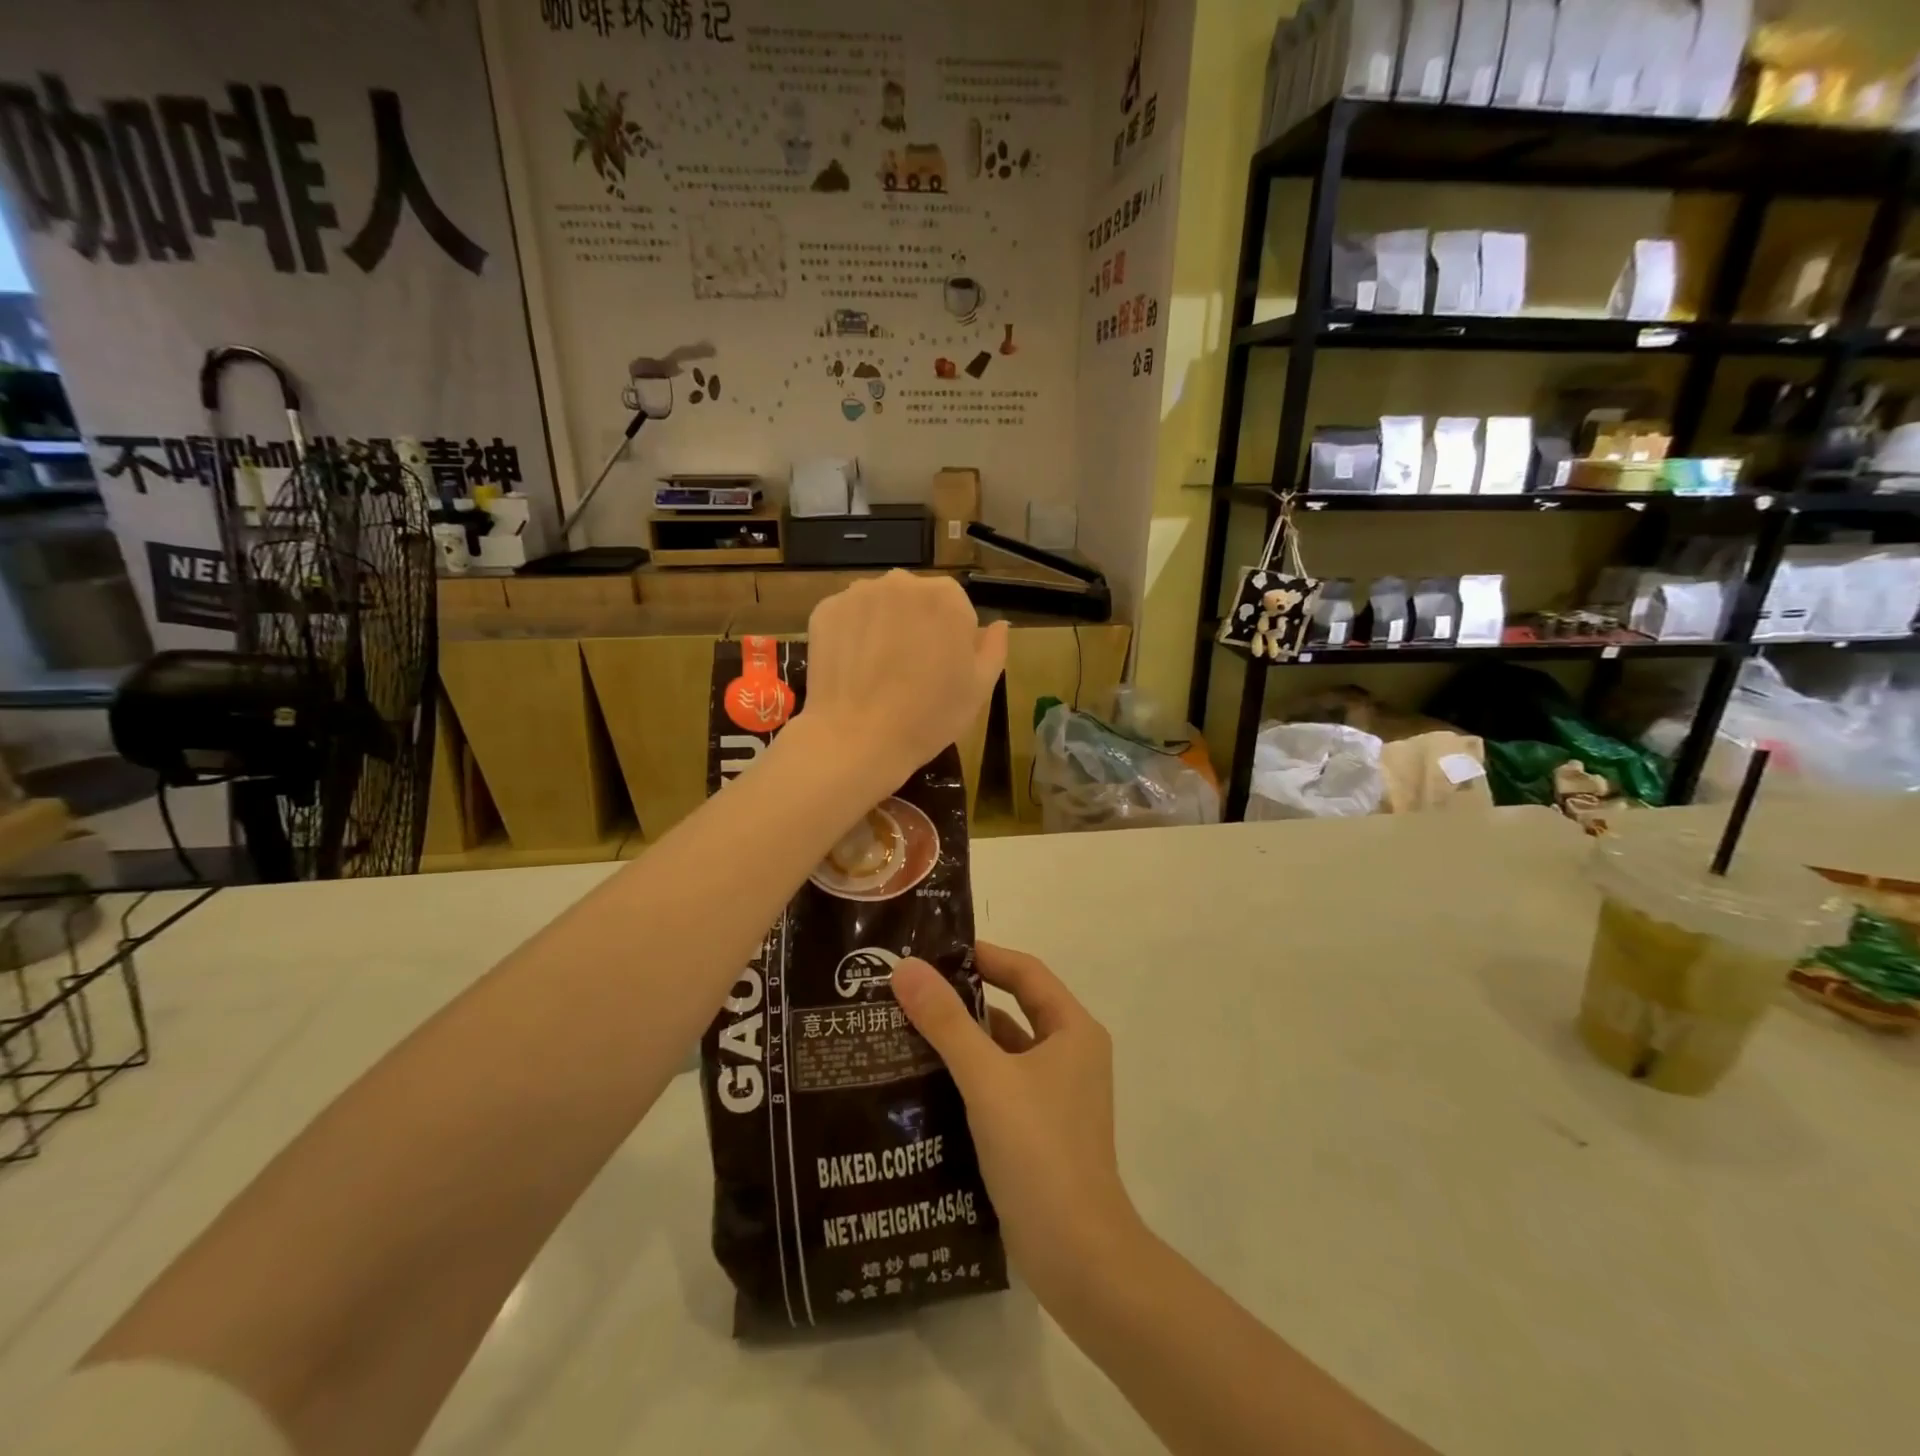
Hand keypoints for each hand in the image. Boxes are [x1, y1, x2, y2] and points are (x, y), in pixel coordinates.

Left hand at [801, 571, 1007, 792]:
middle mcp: (902, 582)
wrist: (857, 739)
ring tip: (877, 671)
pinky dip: (851, 635)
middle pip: (915, 599)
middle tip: (909, 670)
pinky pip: (847, 617)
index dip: (951, 638)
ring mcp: (859, 593)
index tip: (942, 668)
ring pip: (879, 605)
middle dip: (915, 625)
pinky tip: (852, 669)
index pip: (956, 606)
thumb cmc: (928, 717)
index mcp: (946, 597)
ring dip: (882, 626)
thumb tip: (998, 625)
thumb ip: (993, 649)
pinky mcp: (825, 610)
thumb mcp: (978, 689)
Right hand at [891, 943, 1143, 1304]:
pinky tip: (925, 1082)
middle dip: (965, 997)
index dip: (983, 956)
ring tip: (906, 1029)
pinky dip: (968, 1077)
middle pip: (1014, 1008)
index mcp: (1073, 1030)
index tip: (934, 951)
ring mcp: (1056, 1096)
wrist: (1078, 1256)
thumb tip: (906, 967)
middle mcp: (1070, 1055)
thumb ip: (946, 1022)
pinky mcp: (1039, 1130)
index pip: (1026, 973)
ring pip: (1004, 1050)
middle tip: (911, 988)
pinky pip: (1000, 1085)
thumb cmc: (1039, 1151)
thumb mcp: (987, 1079)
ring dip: (964, 1038)